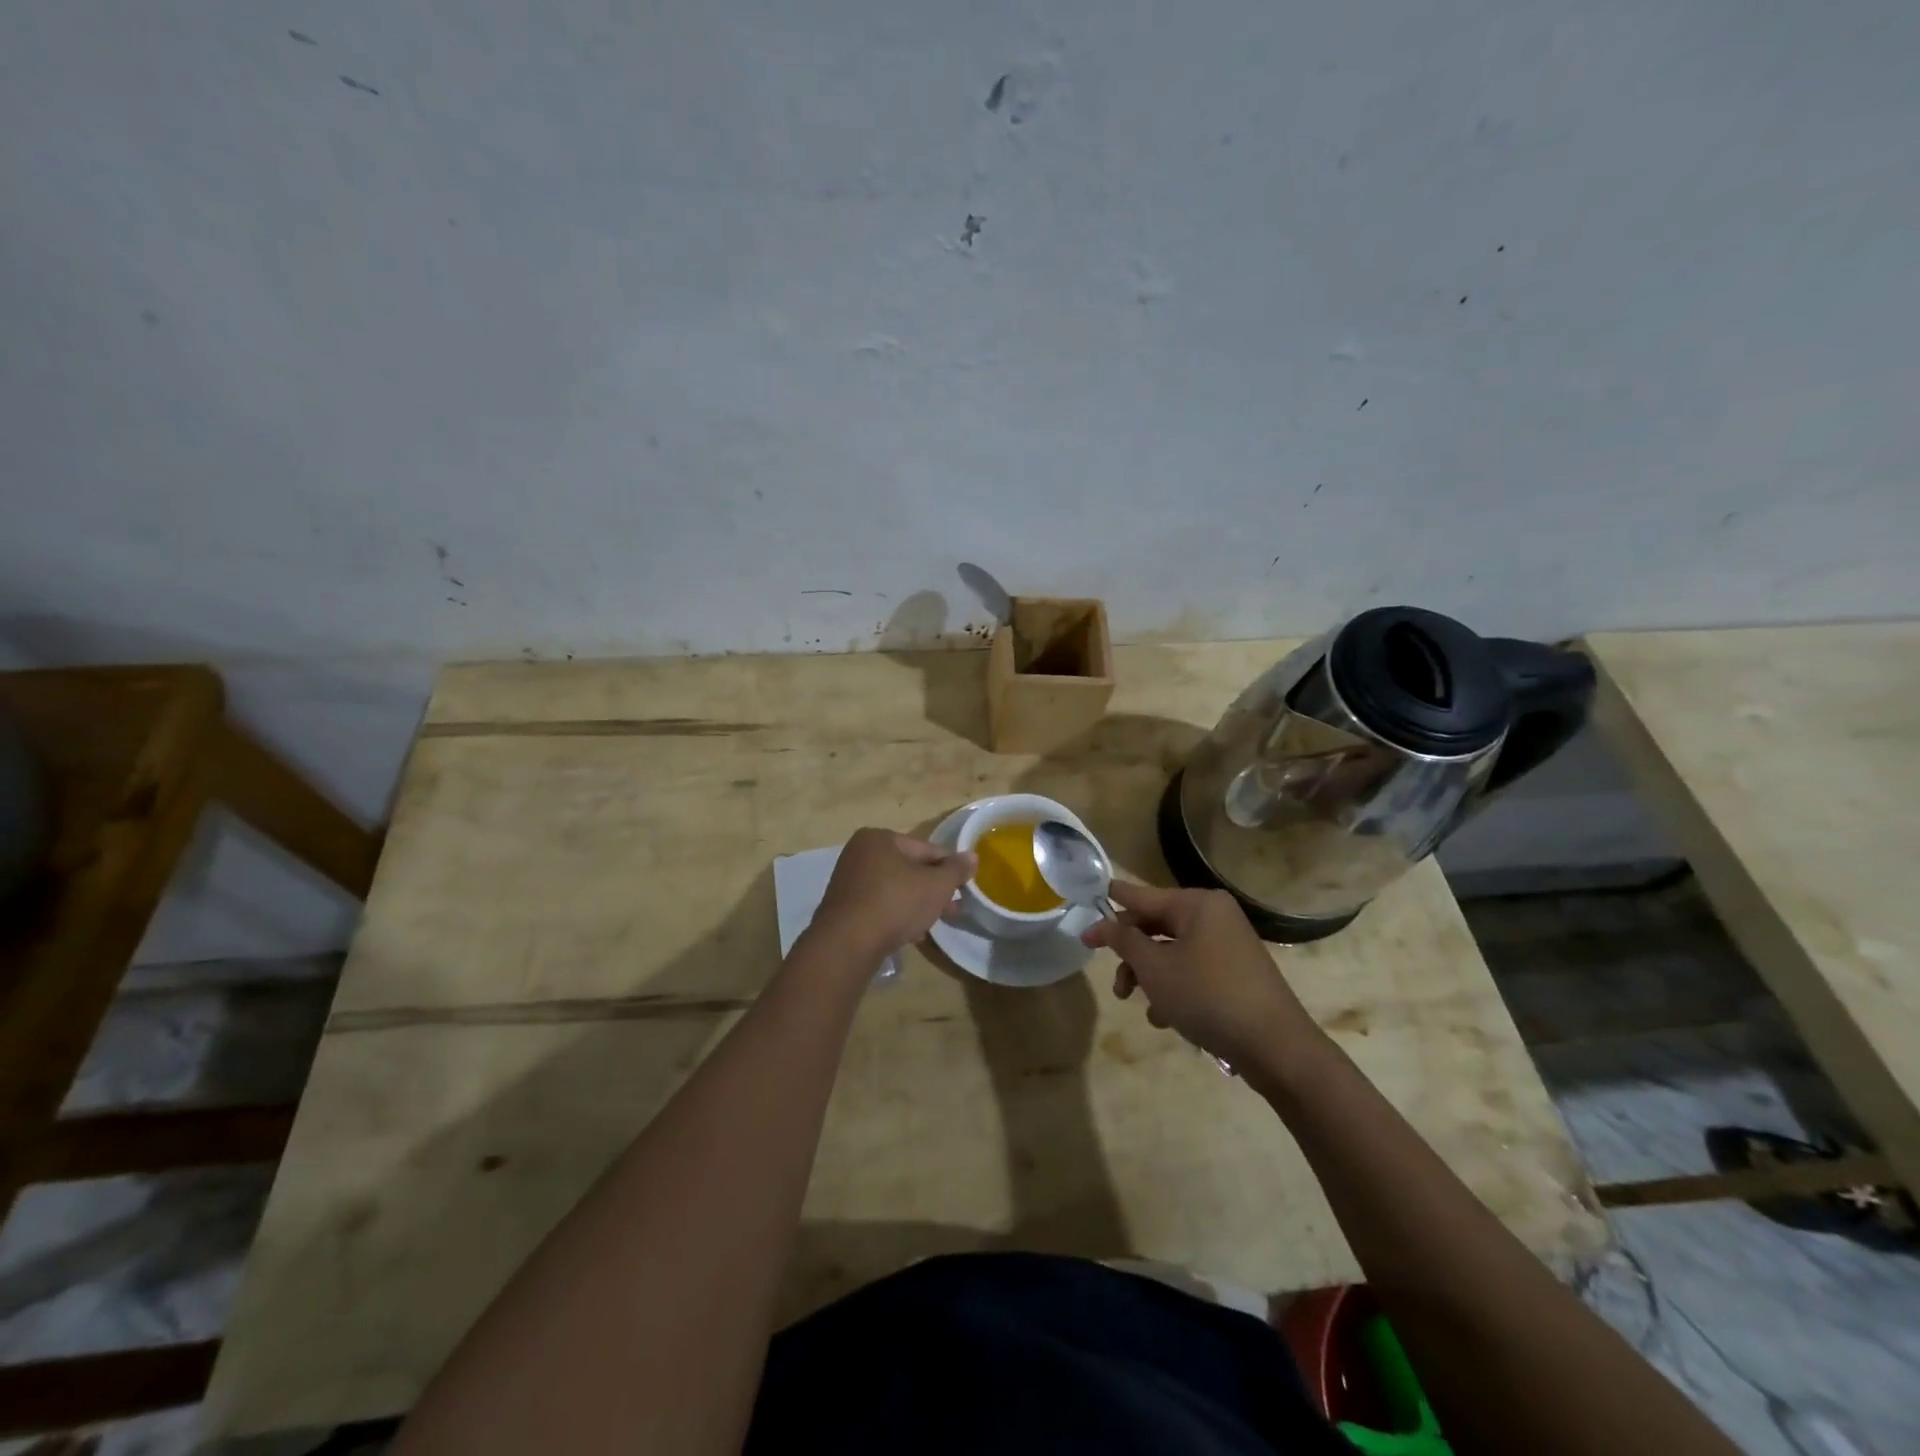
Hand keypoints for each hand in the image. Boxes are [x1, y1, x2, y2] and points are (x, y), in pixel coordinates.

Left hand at [808, 828, 976, 963]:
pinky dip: (895, 914)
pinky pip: (878, 905)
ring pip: (894, 888)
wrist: (847, 943)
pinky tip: (910, 933)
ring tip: (933, 924)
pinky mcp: (843, 907)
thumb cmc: (895, 903)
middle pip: (909, 869)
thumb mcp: (936, 885)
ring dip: (916, 903)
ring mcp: (848, 881)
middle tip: (953, 909)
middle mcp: (859, 853)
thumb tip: (972, 856)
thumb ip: (956, 870)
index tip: (964, 888)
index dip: (949, 868)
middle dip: (933, 889)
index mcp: (879, 838)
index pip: (926, 849)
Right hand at [1081, 881, 1319, 1068]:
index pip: (1142, 895)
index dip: (1110, 907)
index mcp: (1198, 904)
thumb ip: (1125, 941)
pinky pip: (1193, 970)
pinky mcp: (1236, 974)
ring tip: (1138, 1004)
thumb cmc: (1208, 996)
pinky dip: (1174, 988)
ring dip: (1150, 976)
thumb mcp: (1156, 968)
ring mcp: (1228, 946)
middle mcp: (1214, 917)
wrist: (1275, 1047)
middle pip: (1157, 925)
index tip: (1084, 909)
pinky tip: (1165, 1017)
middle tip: (1113, 980)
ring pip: (1172, 952)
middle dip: (1131, 954)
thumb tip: (1105, 923)